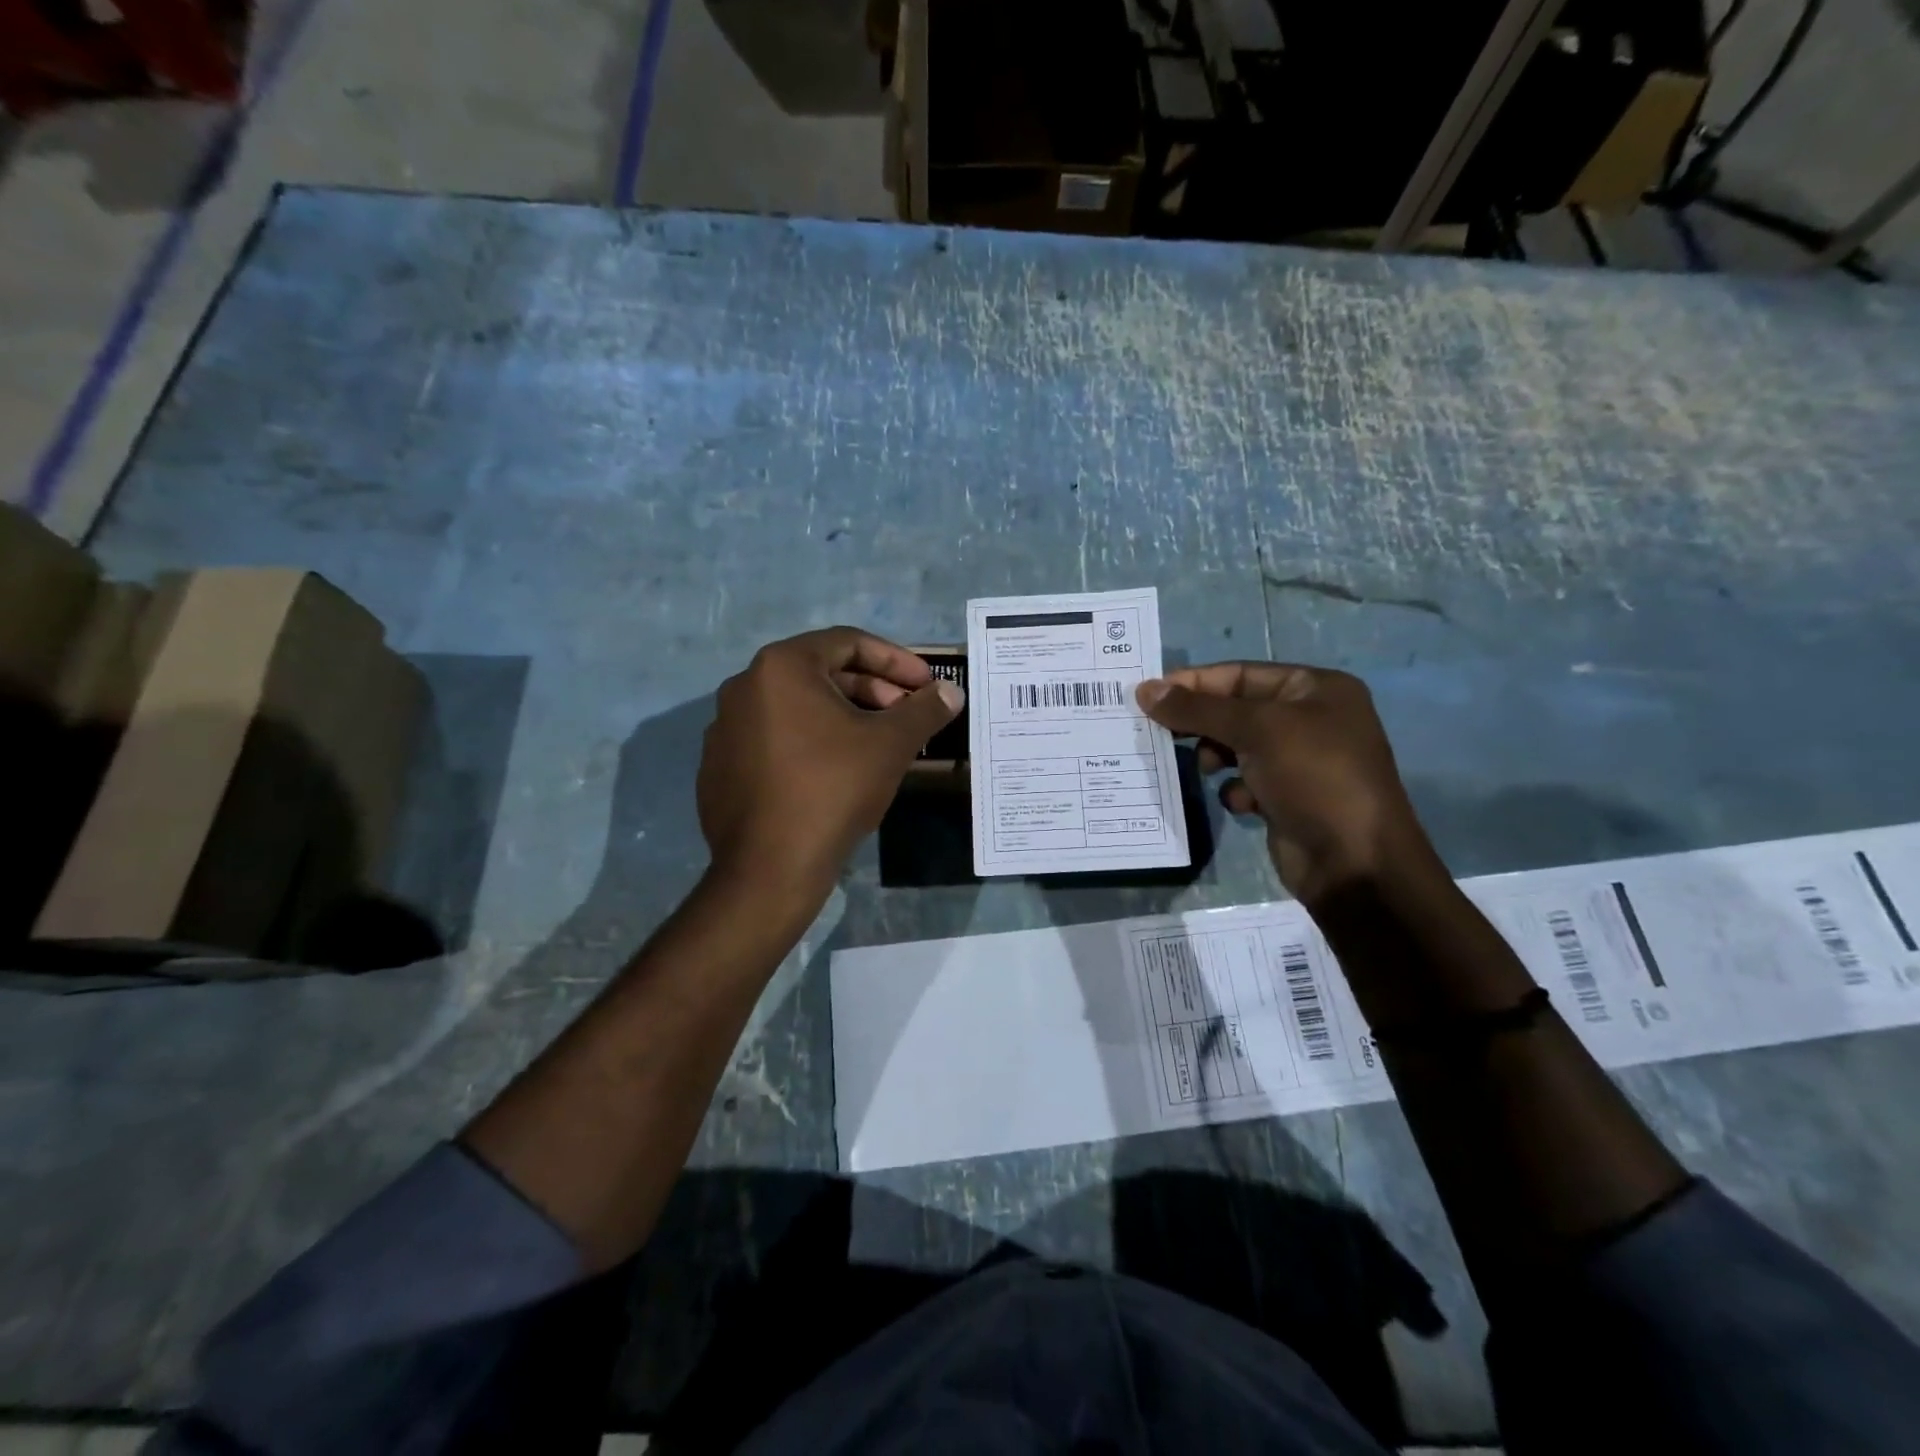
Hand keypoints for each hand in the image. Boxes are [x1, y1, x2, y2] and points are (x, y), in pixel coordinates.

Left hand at [698, 628, 963, 901]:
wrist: (769, 867)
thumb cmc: (832, 789)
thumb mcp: (890, 745)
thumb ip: (924, 710)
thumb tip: (951, 692)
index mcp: (781, 667)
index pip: (849, 642)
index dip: (896, 661)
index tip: (926, 685)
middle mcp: (745, 686)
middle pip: (822, 673)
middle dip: (873, 690)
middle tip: (907, 715)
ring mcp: (726, 727)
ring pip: (799, 707)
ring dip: (845, 716)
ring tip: (880, 744)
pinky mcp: (720, 765)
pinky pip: (776, 738)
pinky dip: (812, 741)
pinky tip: (838, 771)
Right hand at [1137, 662, 1428, 900]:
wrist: (1354, 862)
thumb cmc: (1313, 777)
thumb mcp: (1255, 731)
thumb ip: (1197, 709)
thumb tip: (1145, 689)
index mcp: (1315, 688)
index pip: (1240, 674)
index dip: (1194, 683)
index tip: (1149, 696)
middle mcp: (1309, 718)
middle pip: (1235, 710)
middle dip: (1201, 724)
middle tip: (1161, 734)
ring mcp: (1299, 760)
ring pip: (1235, 746)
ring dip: (1215, 757)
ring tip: (1208, 770)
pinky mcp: (1287, 796)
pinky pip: (1244, 780)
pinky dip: (1235, 789)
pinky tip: (1242, 803)